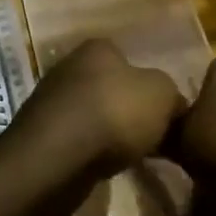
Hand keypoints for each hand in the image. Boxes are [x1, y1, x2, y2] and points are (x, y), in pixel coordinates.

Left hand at [4, 39, 186, 184]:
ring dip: (111, 134)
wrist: (58, 157)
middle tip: (154, 137)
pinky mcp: (42, 134)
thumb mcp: (162, 95)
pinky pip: (79, 140)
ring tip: (134, 156)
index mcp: (97, 49)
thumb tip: (173, 106)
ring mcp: (51, 101)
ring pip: (95, 116)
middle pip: (111, 88)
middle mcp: (70, 67)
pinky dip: (93, 152)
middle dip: (130, 111)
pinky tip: (106, 167)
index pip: (130, 59)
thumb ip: (172, 95)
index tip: (165, 112)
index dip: (150, 85)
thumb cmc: (115, 114)